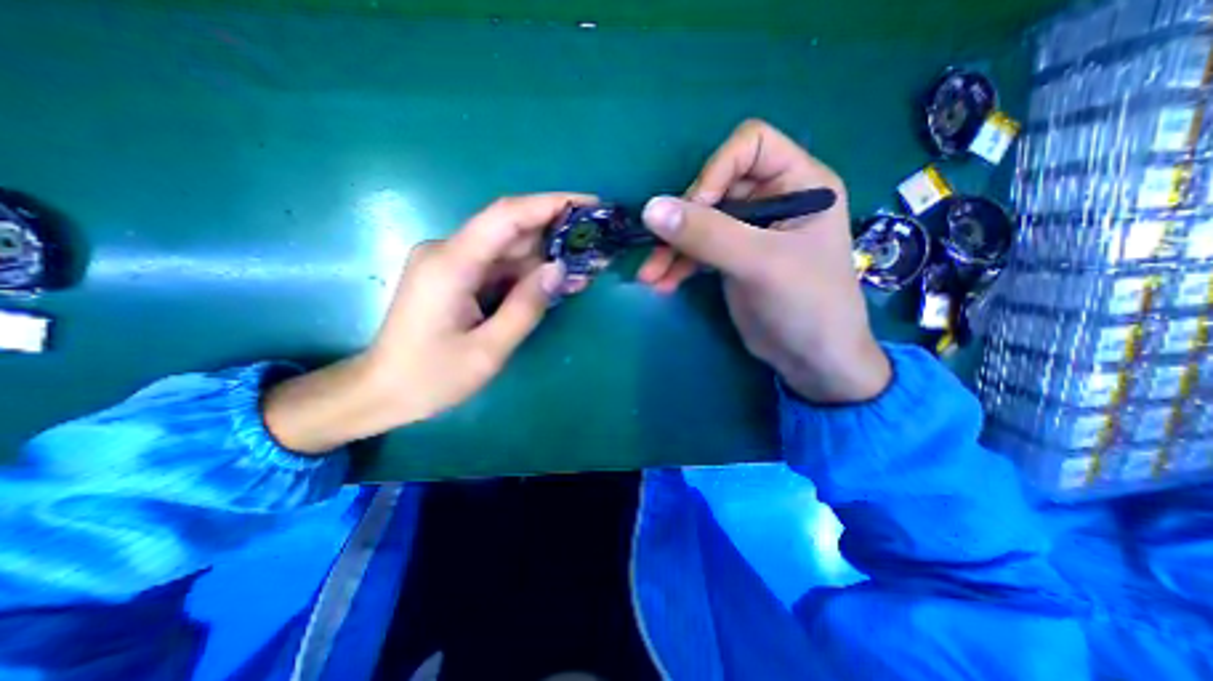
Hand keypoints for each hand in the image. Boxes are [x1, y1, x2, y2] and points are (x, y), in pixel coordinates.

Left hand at [265, 195, 591, 454]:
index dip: (551, 204)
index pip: (507, 216)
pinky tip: (557, 283)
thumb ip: (526, 307)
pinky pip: (499, 267)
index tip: (590, 204)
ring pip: (509, 250)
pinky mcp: (456, 277)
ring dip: (547, 257)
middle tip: (597, 243)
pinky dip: (529, 274)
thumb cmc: (431, 377)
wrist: (382, 392)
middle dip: (557, 233)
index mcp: (452, 264)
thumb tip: (559, 269)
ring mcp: (451, 264)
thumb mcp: (488, 350)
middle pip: (511, 230)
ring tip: (587, 267)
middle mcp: (449, 252)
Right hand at [637, 118, 888, 404]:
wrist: (812, 360)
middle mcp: (774, 199)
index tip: (696, 208)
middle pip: (715, 186)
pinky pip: (698, 249)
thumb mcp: (760, 264)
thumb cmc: (806, 305)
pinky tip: (663, 283)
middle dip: (683, 220)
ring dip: (672, 248)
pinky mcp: (733, 257)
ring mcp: (750, 230)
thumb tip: (650, 208)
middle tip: (659, 250)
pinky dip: (678, 265)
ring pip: (700, 222)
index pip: (750, 145)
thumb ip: (707, 234)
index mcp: (799, 183)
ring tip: (650, 275)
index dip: (716, 170)